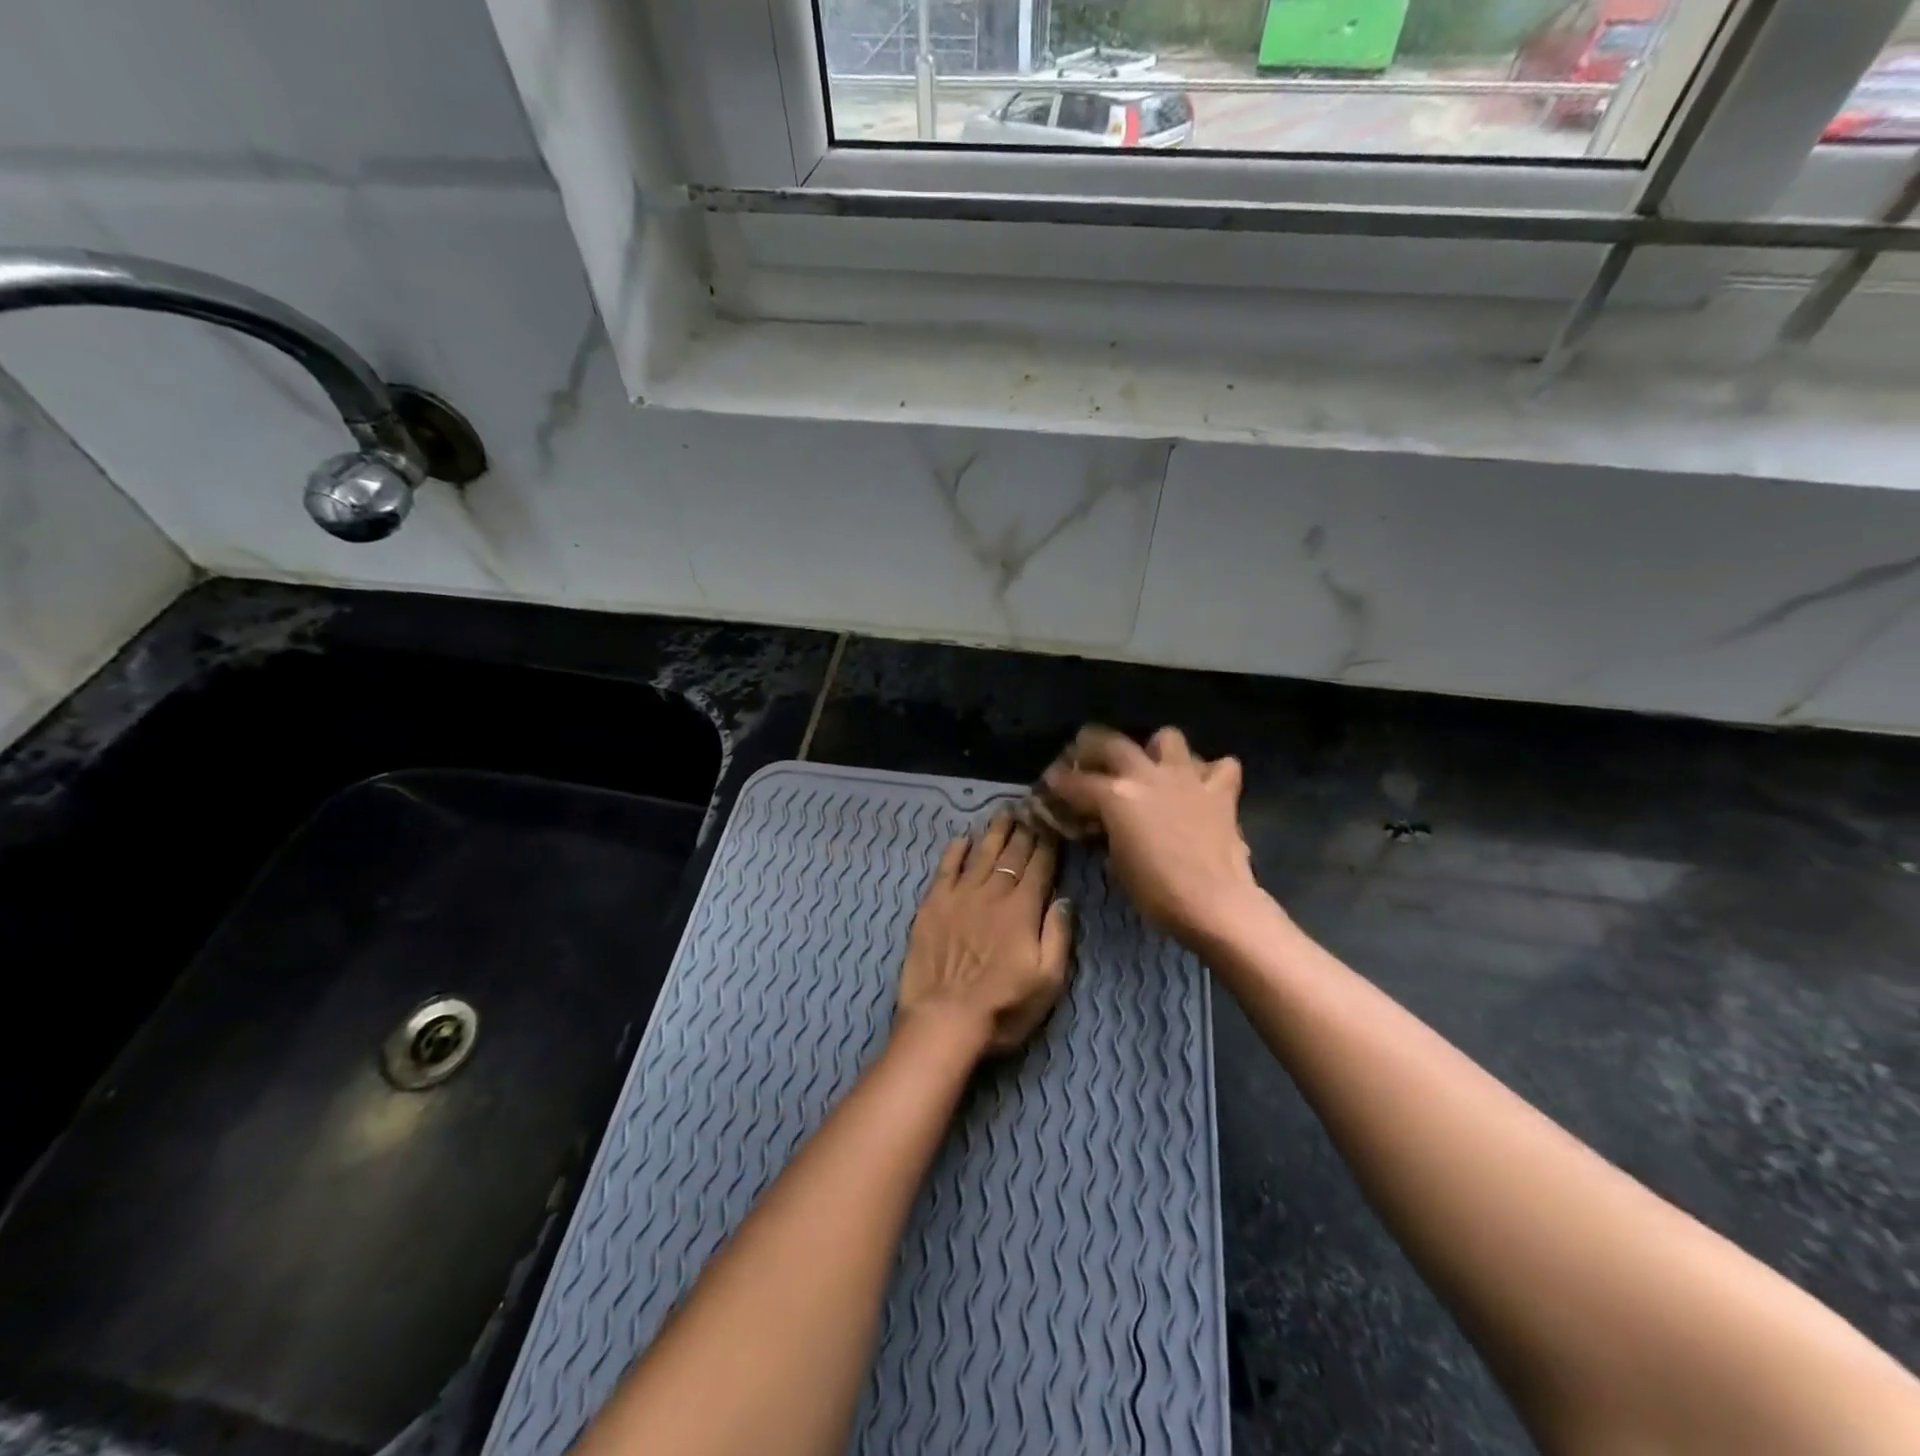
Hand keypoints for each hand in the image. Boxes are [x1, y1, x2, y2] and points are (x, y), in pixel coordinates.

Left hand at [896, 814, 1074, 1058]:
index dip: (1048, 843)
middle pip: (1012, 854)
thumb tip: (1064, 899)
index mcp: (1023, 909)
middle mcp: (993, 893)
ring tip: (1003, 812)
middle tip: (1030, 807)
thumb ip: (1058, 935)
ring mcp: (960, 895)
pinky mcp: (933, 904)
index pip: (1040, 866)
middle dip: (1024, 829)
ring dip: (994, 831)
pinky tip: (963, 838)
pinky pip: (946, 867)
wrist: (944, 1018)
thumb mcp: (1048, 981)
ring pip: (981, 853)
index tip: (1053, 823)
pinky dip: (955, 850)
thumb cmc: (1003, 1006)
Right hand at [1043, 726, 1262, 947]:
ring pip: (1168, 737)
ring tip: (1153, 765)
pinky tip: (1202, 785)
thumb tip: (1104, 824)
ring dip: (1157, 748)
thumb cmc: (1156, 892)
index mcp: (1116, 796)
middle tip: (1086, 751)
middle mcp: (1148, 776)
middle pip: (1113, 743)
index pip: (1077, 782)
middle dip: (1093, 743)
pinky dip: (1210, 771)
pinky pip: (1221, 766)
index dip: (1060, 781)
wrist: (1215, 903)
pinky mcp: (1220, 791)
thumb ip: (1108, 832)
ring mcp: (1187, 778)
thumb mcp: (1117, 863)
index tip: (1052, 780)